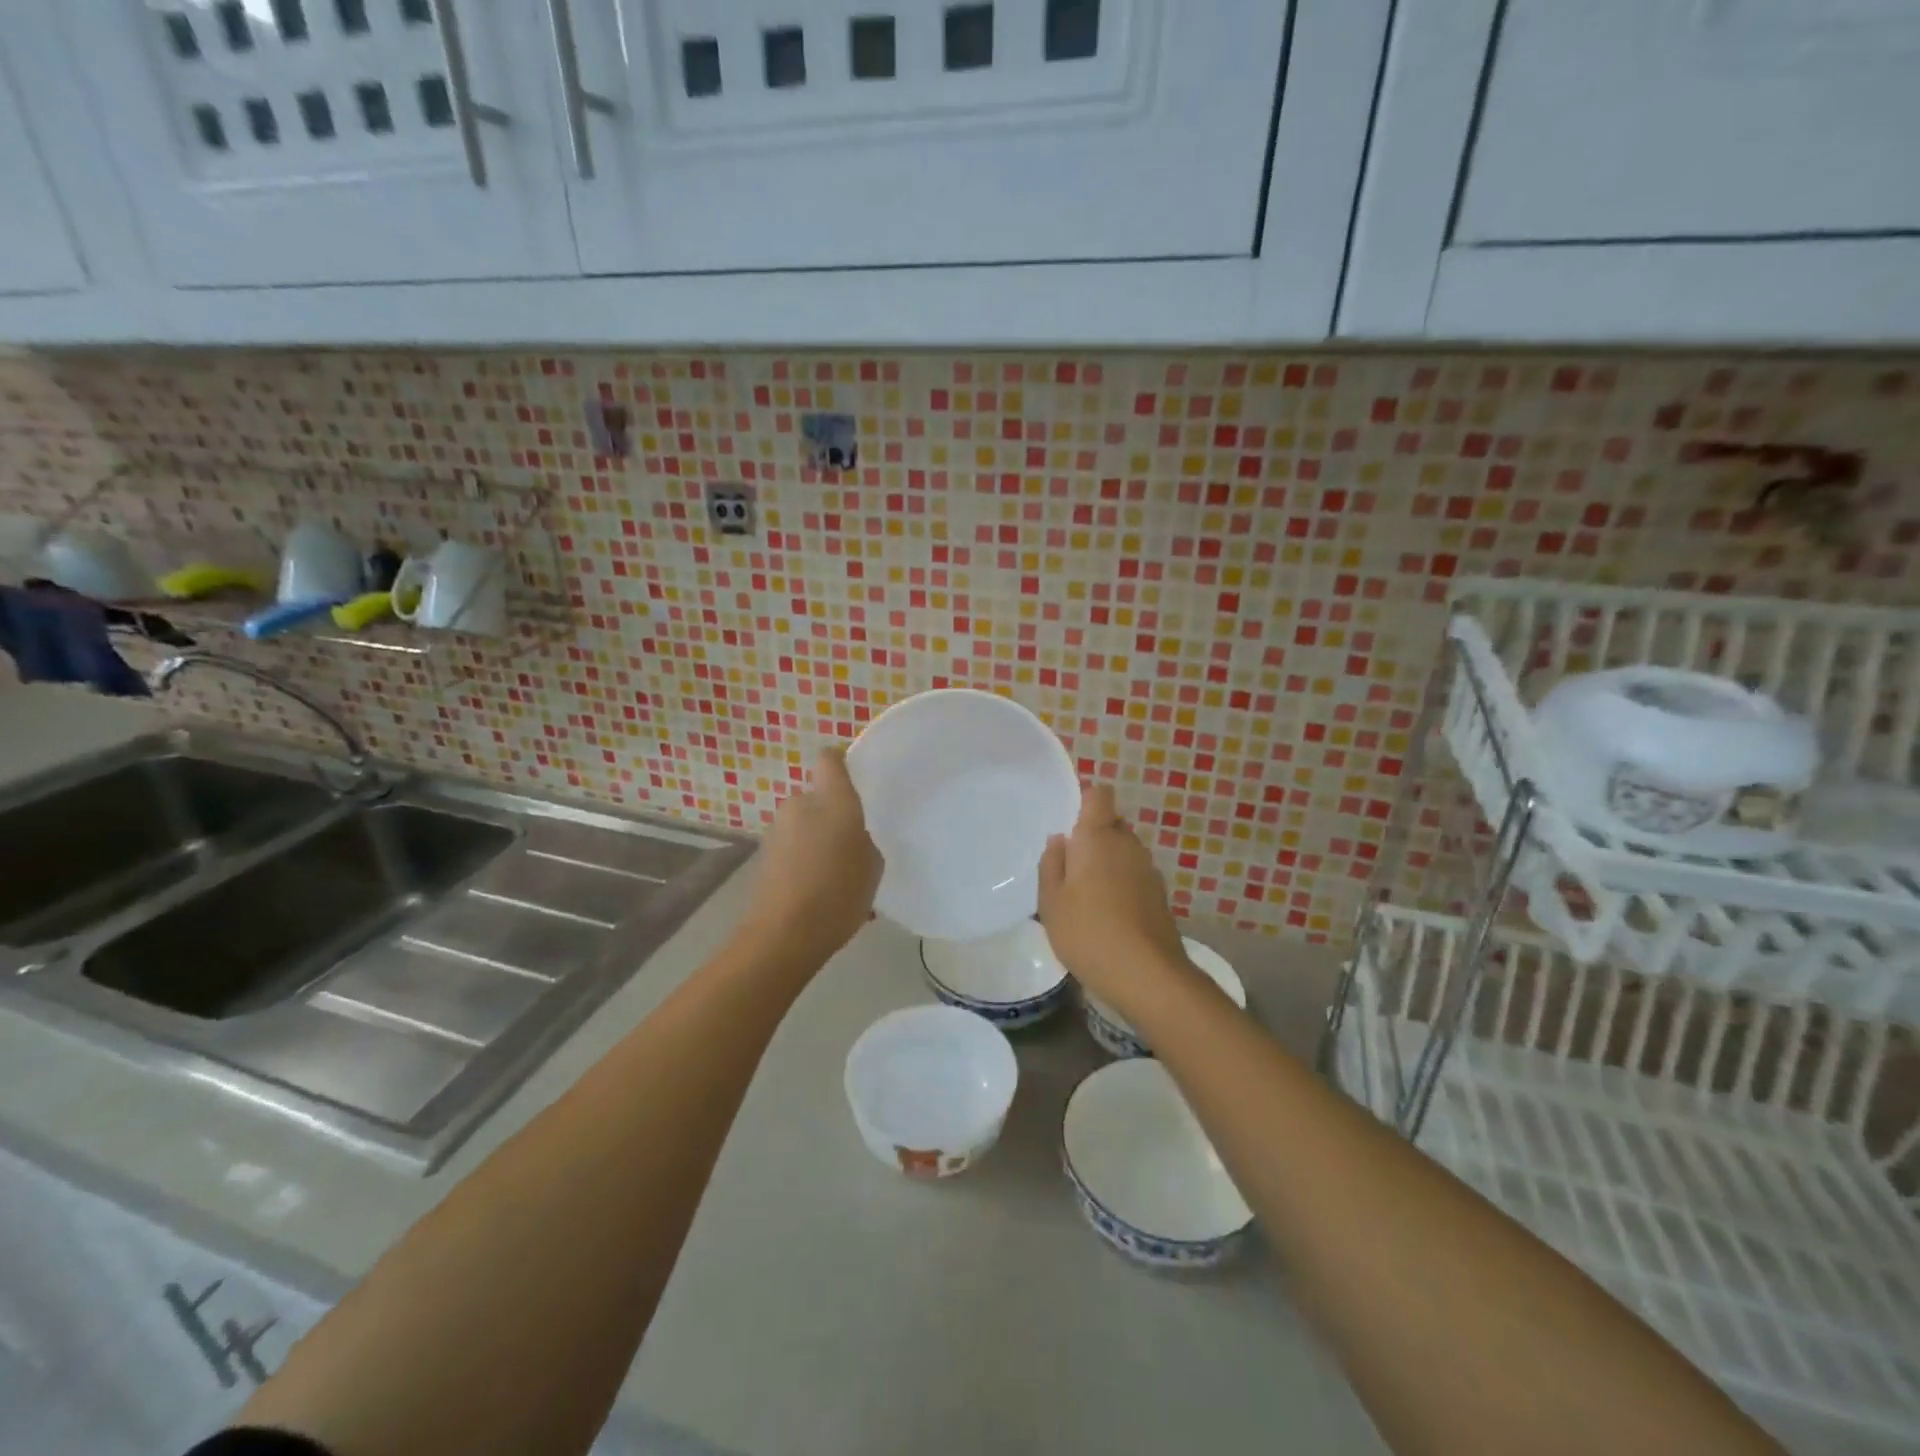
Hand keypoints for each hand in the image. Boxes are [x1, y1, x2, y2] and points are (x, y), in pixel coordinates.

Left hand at [743, 746, 883, 968]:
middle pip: (820, 797)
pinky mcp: (765, 856)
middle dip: (835, 814)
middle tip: (856, 842)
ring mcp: (777, 830)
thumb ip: (865, 838)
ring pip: (807, 824)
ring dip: (821, 840)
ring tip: (841, 875)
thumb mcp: (873, 865)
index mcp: (831, 800)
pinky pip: (795, 848)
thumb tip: (852, 835)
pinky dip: (807, 860)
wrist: (783, 936)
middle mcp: (800, 805)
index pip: (830, 758)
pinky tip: (821, 892)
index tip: (859, 775)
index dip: (843, 759)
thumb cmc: (837, 893)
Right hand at [1037, 784, 1188, 1018]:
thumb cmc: (1088, 932)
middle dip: (1092, 836)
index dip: (1085, 799)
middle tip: (1068, 866)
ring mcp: (1148, 870)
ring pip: (1123, 851)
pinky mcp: (1159, 895)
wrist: (1147, 975)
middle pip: (1111, 824)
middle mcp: (1128, 844)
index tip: (1068, 820)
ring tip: (1085, 894)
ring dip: (1107, 863)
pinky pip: (1134, 875)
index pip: (1099, 795)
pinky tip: (1107, 914)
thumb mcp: (1051, 901)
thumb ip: (1051, 864)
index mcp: (1098, 837)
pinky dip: (1120, 884)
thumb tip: (1060, 840)